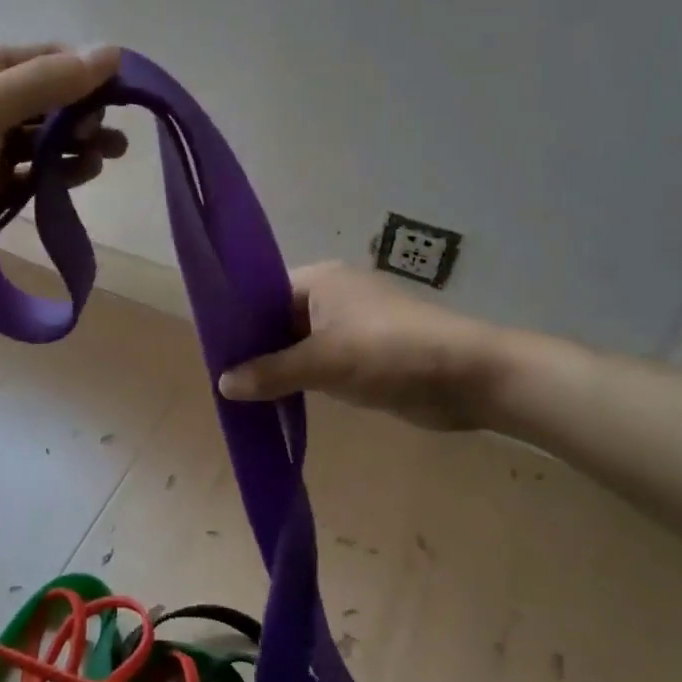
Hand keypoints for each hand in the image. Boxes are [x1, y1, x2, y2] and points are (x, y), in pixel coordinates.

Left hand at [0, 44, 125, 303]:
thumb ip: (48, 82)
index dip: (84, 72)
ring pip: (46, 143)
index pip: (44, 61)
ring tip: (104, 158)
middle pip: (49, 103)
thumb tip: (113, 53)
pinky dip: (59, 177)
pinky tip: (79, 180)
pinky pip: (35, 178)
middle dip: (84, 113)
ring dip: (77, 147)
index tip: (122, 93)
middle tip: (107, 136)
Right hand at [217, 262, 537, 431]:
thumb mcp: (325, 362)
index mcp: (320, 280)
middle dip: (256, 347)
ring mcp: (352, 326)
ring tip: (242, 393)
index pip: (264, 291)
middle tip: (222, 377)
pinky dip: (303, 378)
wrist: (468, 376)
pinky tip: (280, 400)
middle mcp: (333, 296)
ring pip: (300, 344)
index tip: (213, 350)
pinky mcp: (367, 355)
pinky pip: (322, 363)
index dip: (238, 319)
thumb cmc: (390, 353)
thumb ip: (272, 372)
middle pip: (280, 319)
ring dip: (279, 366)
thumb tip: (222, 383)